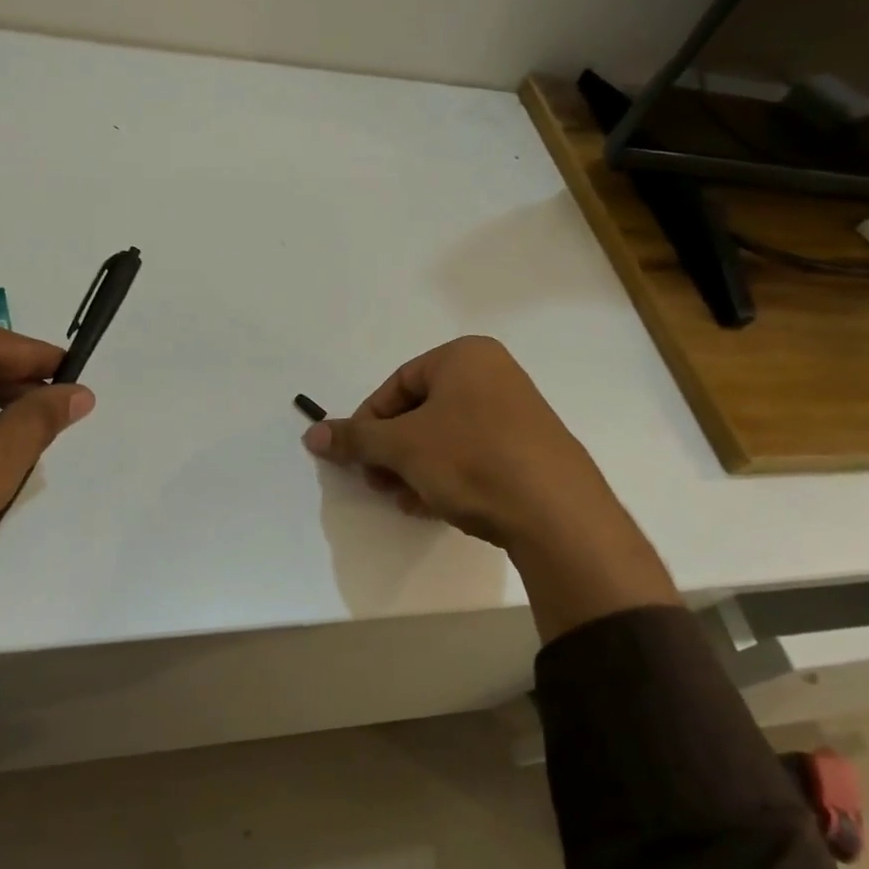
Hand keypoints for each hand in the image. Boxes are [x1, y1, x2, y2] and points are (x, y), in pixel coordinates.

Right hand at [303, 336, 675, 639]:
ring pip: (445, 438)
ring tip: (403, 500)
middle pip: (421, 412)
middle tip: (377, 482)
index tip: (356, 456)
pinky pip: (473, 456)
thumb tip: (312, 435)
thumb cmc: (471, 459)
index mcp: (464, 356)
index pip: (397, 384)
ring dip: (414, 469)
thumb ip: (354, 439)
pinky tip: (431, 507)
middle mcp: (493, 375)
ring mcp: (516, 413)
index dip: (369, 422)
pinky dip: (446, 477)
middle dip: (392, 451)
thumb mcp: (402, 446)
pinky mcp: (530, 450)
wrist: (556, 512)